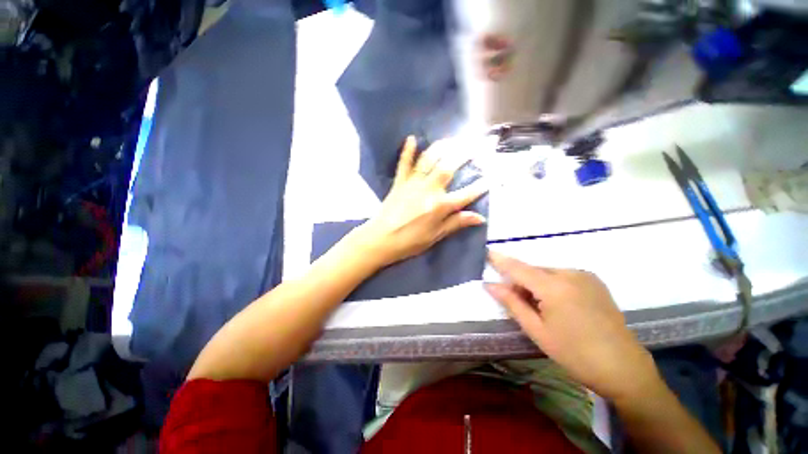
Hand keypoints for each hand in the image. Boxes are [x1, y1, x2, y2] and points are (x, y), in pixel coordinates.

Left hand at [358, 136, 487, 266]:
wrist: (381, 239)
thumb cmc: (410, 241)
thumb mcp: (435, 236)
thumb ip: (456, 223)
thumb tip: (480, 217)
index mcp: (439, 206)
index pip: (465, 194)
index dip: (480, 186)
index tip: (492, 176)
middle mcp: (428, 190)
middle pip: (448, 168)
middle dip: (464, 155)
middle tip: (475, 144)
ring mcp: (413, 184)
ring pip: (428, 160)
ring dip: (440, 147)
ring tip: (451, 139)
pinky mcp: (399, 183)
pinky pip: (404, 164)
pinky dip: (407, 151)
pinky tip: (411, 138)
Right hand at [485, 251, 662, 403]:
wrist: (624, 368)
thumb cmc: (575, 353)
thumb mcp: (537, 330)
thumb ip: (511, 303)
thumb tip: (490, 285)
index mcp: (554, 287)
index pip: (518, 268)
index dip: (500, 260)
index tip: (486, 252)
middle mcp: (569, 274)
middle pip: (533, 270)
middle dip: (519, 280)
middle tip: (514, 300)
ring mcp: (585, 276)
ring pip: (547, 273)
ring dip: (535, 283)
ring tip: (539, 307)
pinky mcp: (594, 281)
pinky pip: (562, 276)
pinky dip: (551, 284)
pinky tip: (557, 304)